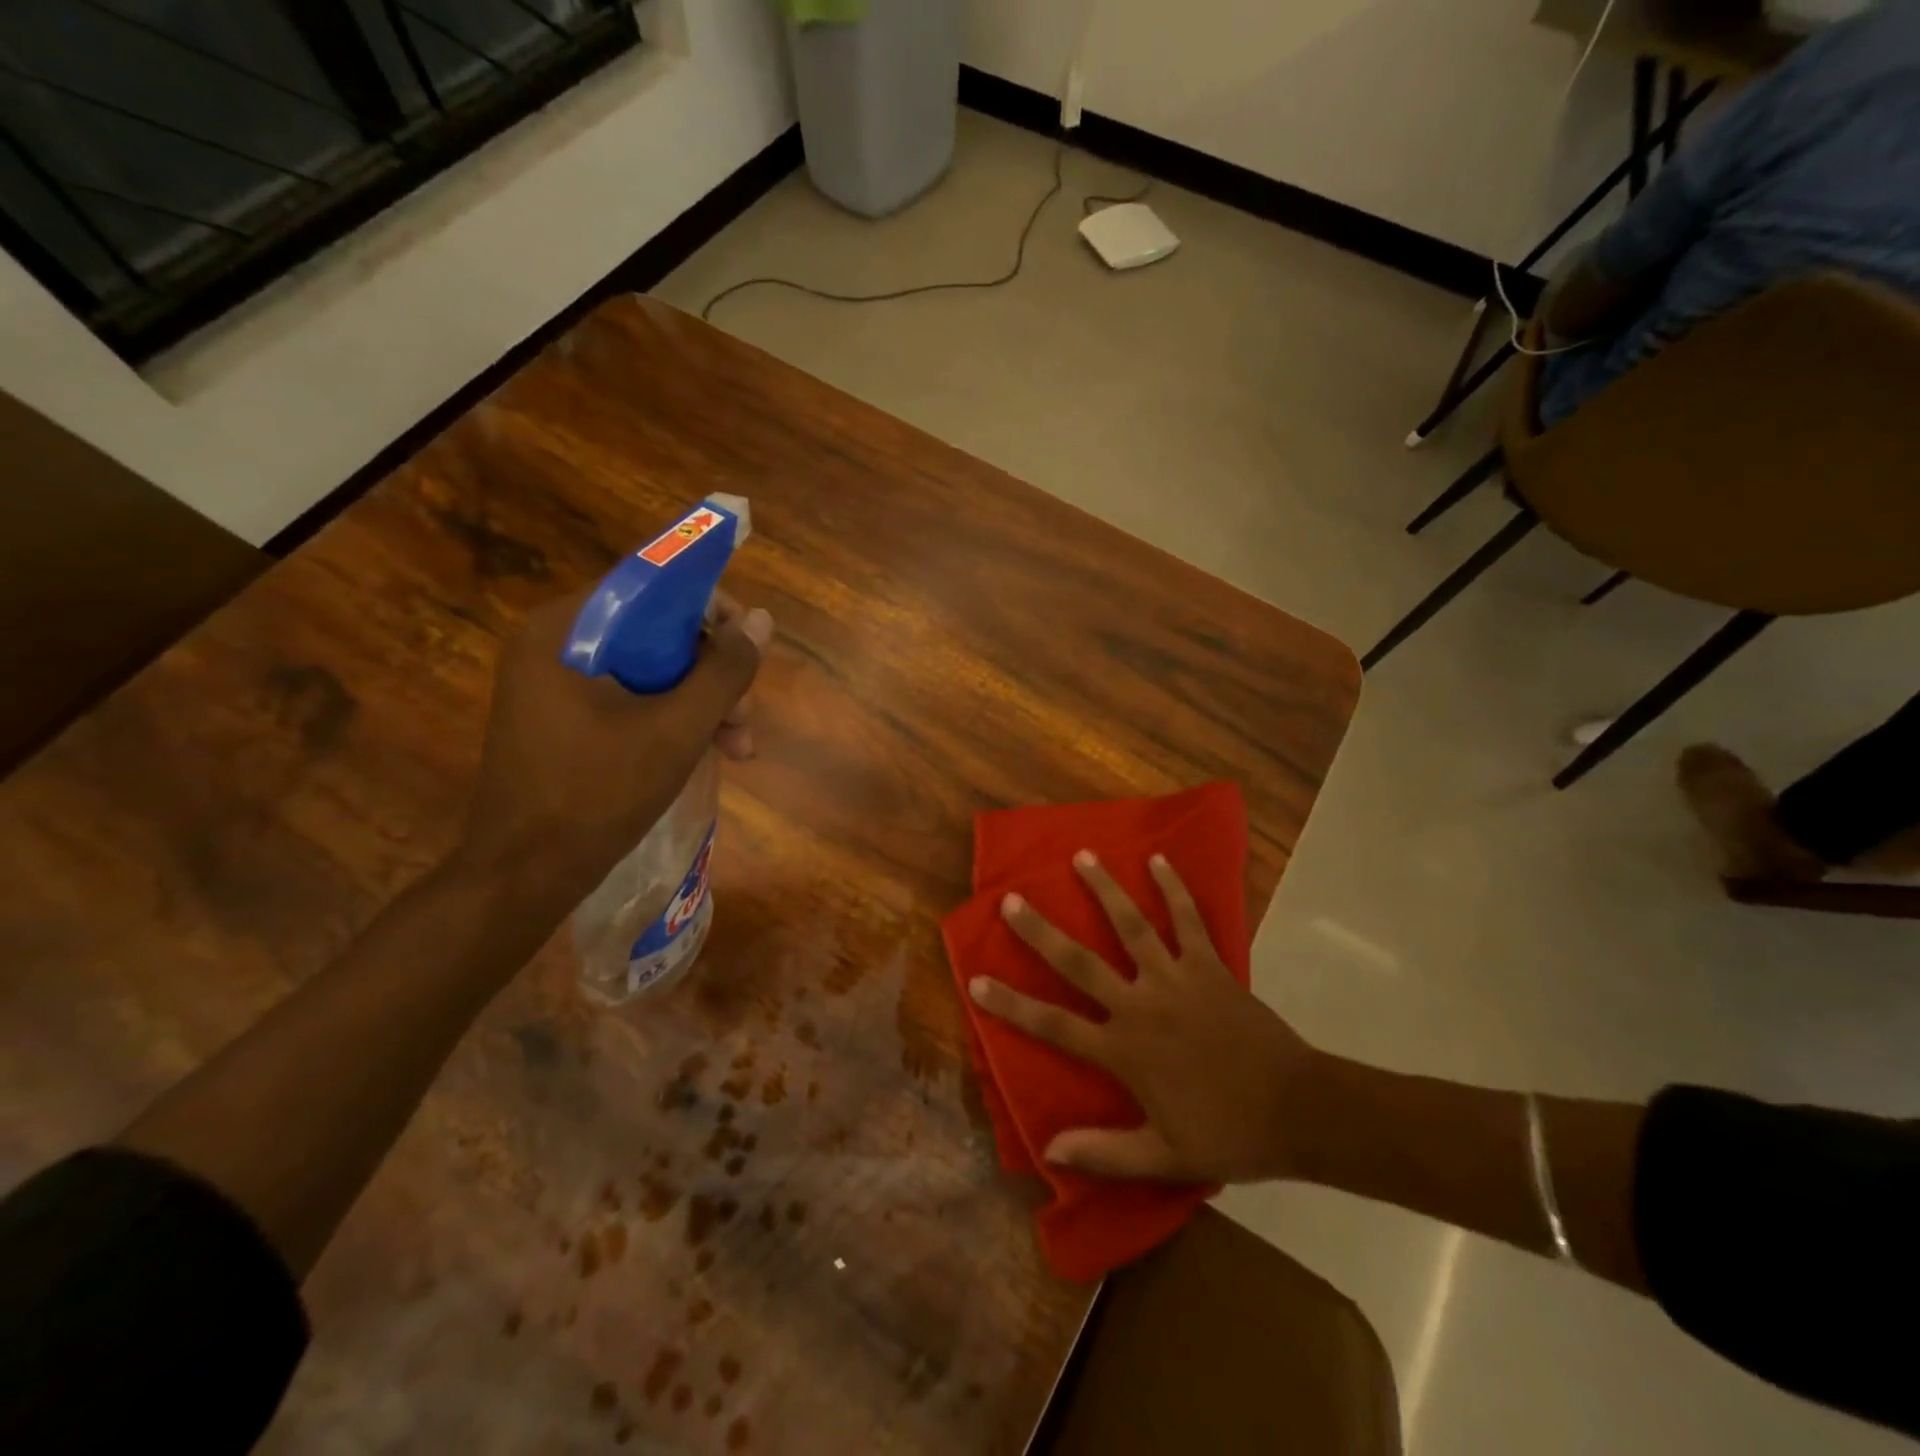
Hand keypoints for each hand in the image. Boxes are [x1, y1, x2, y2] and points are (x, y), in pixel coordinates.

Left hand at [457, 589, 771, 907]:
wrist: (523, 876)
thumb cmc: (597, 794)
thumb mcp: (677, 730)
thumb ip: (725, 670)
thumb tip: (762, 621)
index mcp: (564, 630)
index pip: (652, 587)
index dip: (712, 612)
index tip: (749, 649)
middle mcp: (554, 644)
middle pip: (656, 633)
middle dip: (712, 674)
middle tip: (745, 719)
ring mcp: (555, 683)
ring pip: (650, 671)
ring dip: (701, 703)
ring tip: (739, 749)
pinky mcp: (562, 717)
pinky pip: (631, 698)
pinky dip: (672, 720)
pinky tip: (708, 752)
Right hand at [969, 851, 1322, 1183]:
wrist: (1299, 1111)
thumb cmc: (1228, 1134)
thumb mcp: (1164, 1157)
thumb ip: (1104, 1153)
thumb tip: (1049, 1148)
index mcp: (1124, 1051)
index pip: (1054, 1025)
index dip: (1012, 1004)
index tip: (976, 981)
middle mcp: (1141, 1005)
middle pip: (1080, 963)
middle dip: (1041, 931)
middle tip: (1012, 899)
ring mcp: (1176, 979)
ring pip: (1132, 926)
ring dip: (1105, 890)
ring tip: (1082, 857)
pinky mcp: (1210, 966)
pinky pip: (1189, 920)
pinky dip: (1174, 888)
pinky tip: (1159, 860)